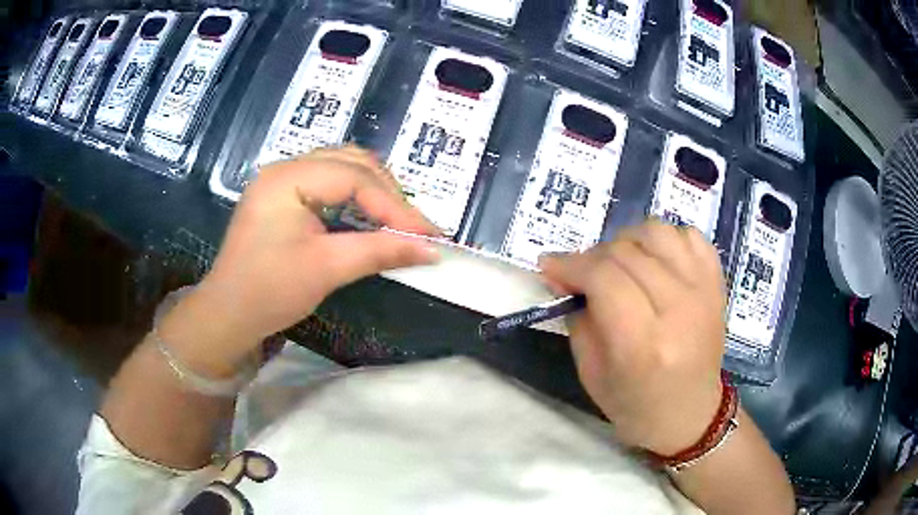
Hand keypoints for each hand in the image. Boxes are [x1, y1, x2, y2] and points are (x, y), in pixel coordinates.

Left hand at [169, 147, 439, 373]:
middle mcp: (286, 167)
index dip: (396, 206)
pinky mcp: (284, 195)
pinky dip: (356, 196)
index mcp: (288, 178)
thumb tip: (432, 250)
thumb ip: (380, 251)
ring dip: (375, 190)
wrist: (227, 315)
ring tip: (398, 220)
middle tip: (414, 228)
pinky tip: (369, 215)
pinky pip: (330, 182)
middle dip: (388, 193)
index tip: (429, 235)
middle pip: (352, 162)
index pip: (355, 178)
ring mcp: (283, 179)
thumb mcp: (327, 269)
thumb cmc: (269, 292)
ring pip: (343, 167)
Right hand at [540, 220, 726, 454]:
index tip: (550, 266)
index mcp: (643, 343)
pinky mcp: (717, 284)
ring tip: (620, 264)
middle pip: (627, 252)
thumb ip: (579, 318)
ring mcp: (704, 292)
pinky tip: (655, 261)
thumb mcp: (592, 373)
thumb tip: (564, 275)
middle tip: (581, 275)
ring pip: (658, 232)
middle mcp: (679, 310)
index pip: (603, 278)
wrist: (690, 414)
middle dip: (592, 256)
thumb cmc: (636, 405)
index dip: (570, 264)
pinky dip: (666, 240)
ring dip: (628, 242)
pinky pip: (690, 236)